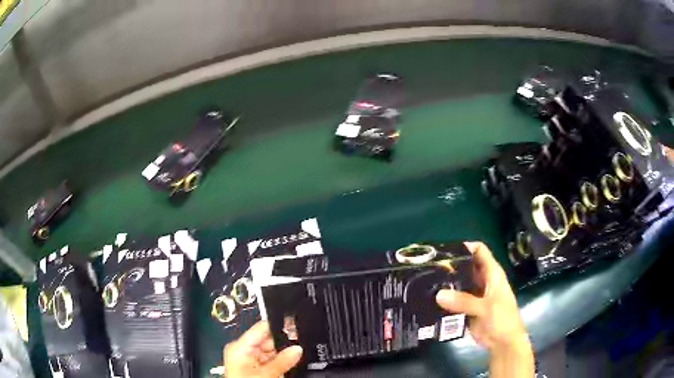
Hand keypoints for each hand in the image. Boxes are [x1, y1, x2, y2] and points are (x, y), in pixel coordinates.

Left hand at [224, 321, 302, 377]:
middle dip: (283, 346)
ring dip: (282, 356)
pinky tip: (285, 368)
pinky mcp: (253, 368)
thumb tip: (298, 348)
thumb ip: (283, 361)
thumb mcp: (266, 375)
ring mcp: (248, 359)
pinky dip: (278, 363)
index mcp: (239, 346)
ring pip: (271, 352)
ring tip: (291, 362)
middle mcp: (242, 350)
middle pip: (268, 340)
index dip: (279, 327)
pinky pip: (269, 360)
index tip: (296, 327)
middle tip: (298, 350)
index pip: (261, 328)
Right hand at [436, 242, 529, 351]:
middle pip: (466, 266)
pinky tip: (430, 299)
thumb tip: (438, 294)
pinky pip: (454, 299)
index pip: (479, 250)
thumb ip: (464, 301)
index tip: (445, 250)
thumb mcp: (486, 308)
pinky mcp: (467, 308)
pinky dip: (445, 298)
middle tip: (429, 267)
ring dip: (446, 283)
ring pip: (458, 283)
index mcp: (492, 274)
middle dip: (450, 265)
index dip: (465, 246)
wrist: (503, 342)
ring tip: (425, 281)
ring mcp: (474, 294)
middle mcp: (482, 280)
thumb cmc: (502, 319)